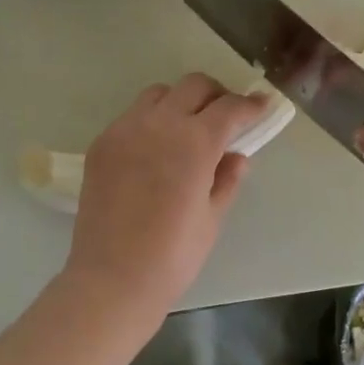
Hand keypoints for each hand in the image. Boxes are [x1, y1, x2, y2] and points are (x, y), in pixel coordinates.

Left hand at [63, 75, 268, 321]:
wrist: (112, 279)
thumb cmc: (173, 255)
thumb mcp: (212, 217)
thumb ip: (227, 179)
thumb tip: (236, 157)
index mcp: (194, 142)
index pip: (229, 108)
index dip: (251, 105)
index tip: (262, 106)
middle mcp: (159, 124)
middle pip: (193, 85)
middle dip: (216, 95)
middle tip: (225, 118)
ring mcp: (124, 130)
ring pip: (158, 94)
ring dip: (180, 102)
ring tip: (187, 130)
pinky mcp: (101, 144)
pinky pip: (131, 117)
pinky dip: (151, 121)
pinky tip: (155, 151)